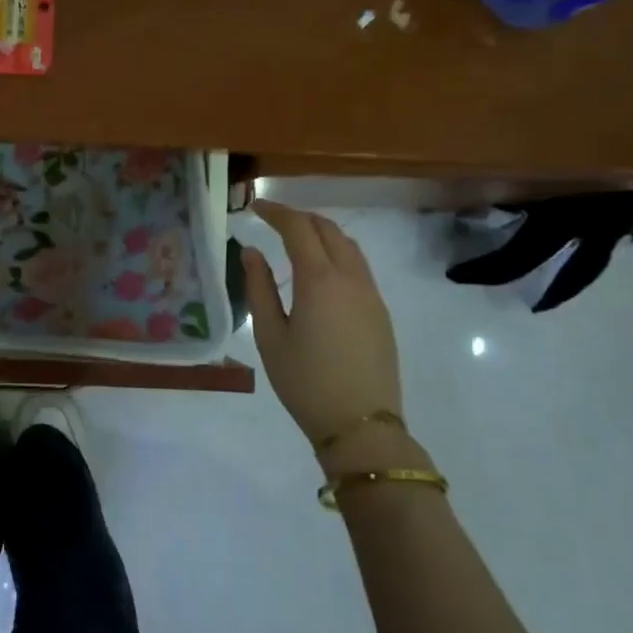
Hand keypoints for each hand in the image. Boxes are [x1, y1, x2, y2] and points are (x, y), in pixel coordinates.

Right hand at [241, 200, 401, 454]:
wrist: (361, 425)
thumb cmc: (304, 382)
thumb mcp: (269, 336)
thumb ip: (259, 288)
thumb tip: (251, 252)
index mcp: (319, 280)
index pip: (298, 228)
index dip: (276, 212)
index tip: (255, 207)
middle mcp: (350, 278)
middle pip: (328, 229)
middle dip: (299, 217)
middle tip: (272, 221)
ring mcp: (371, 294)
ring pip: (348, 245)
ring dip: (321, 233)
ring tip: (296, 240)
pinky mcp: (381, 311)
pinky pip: (359, 266)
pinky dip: (337, 253)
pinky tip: (319, 272)